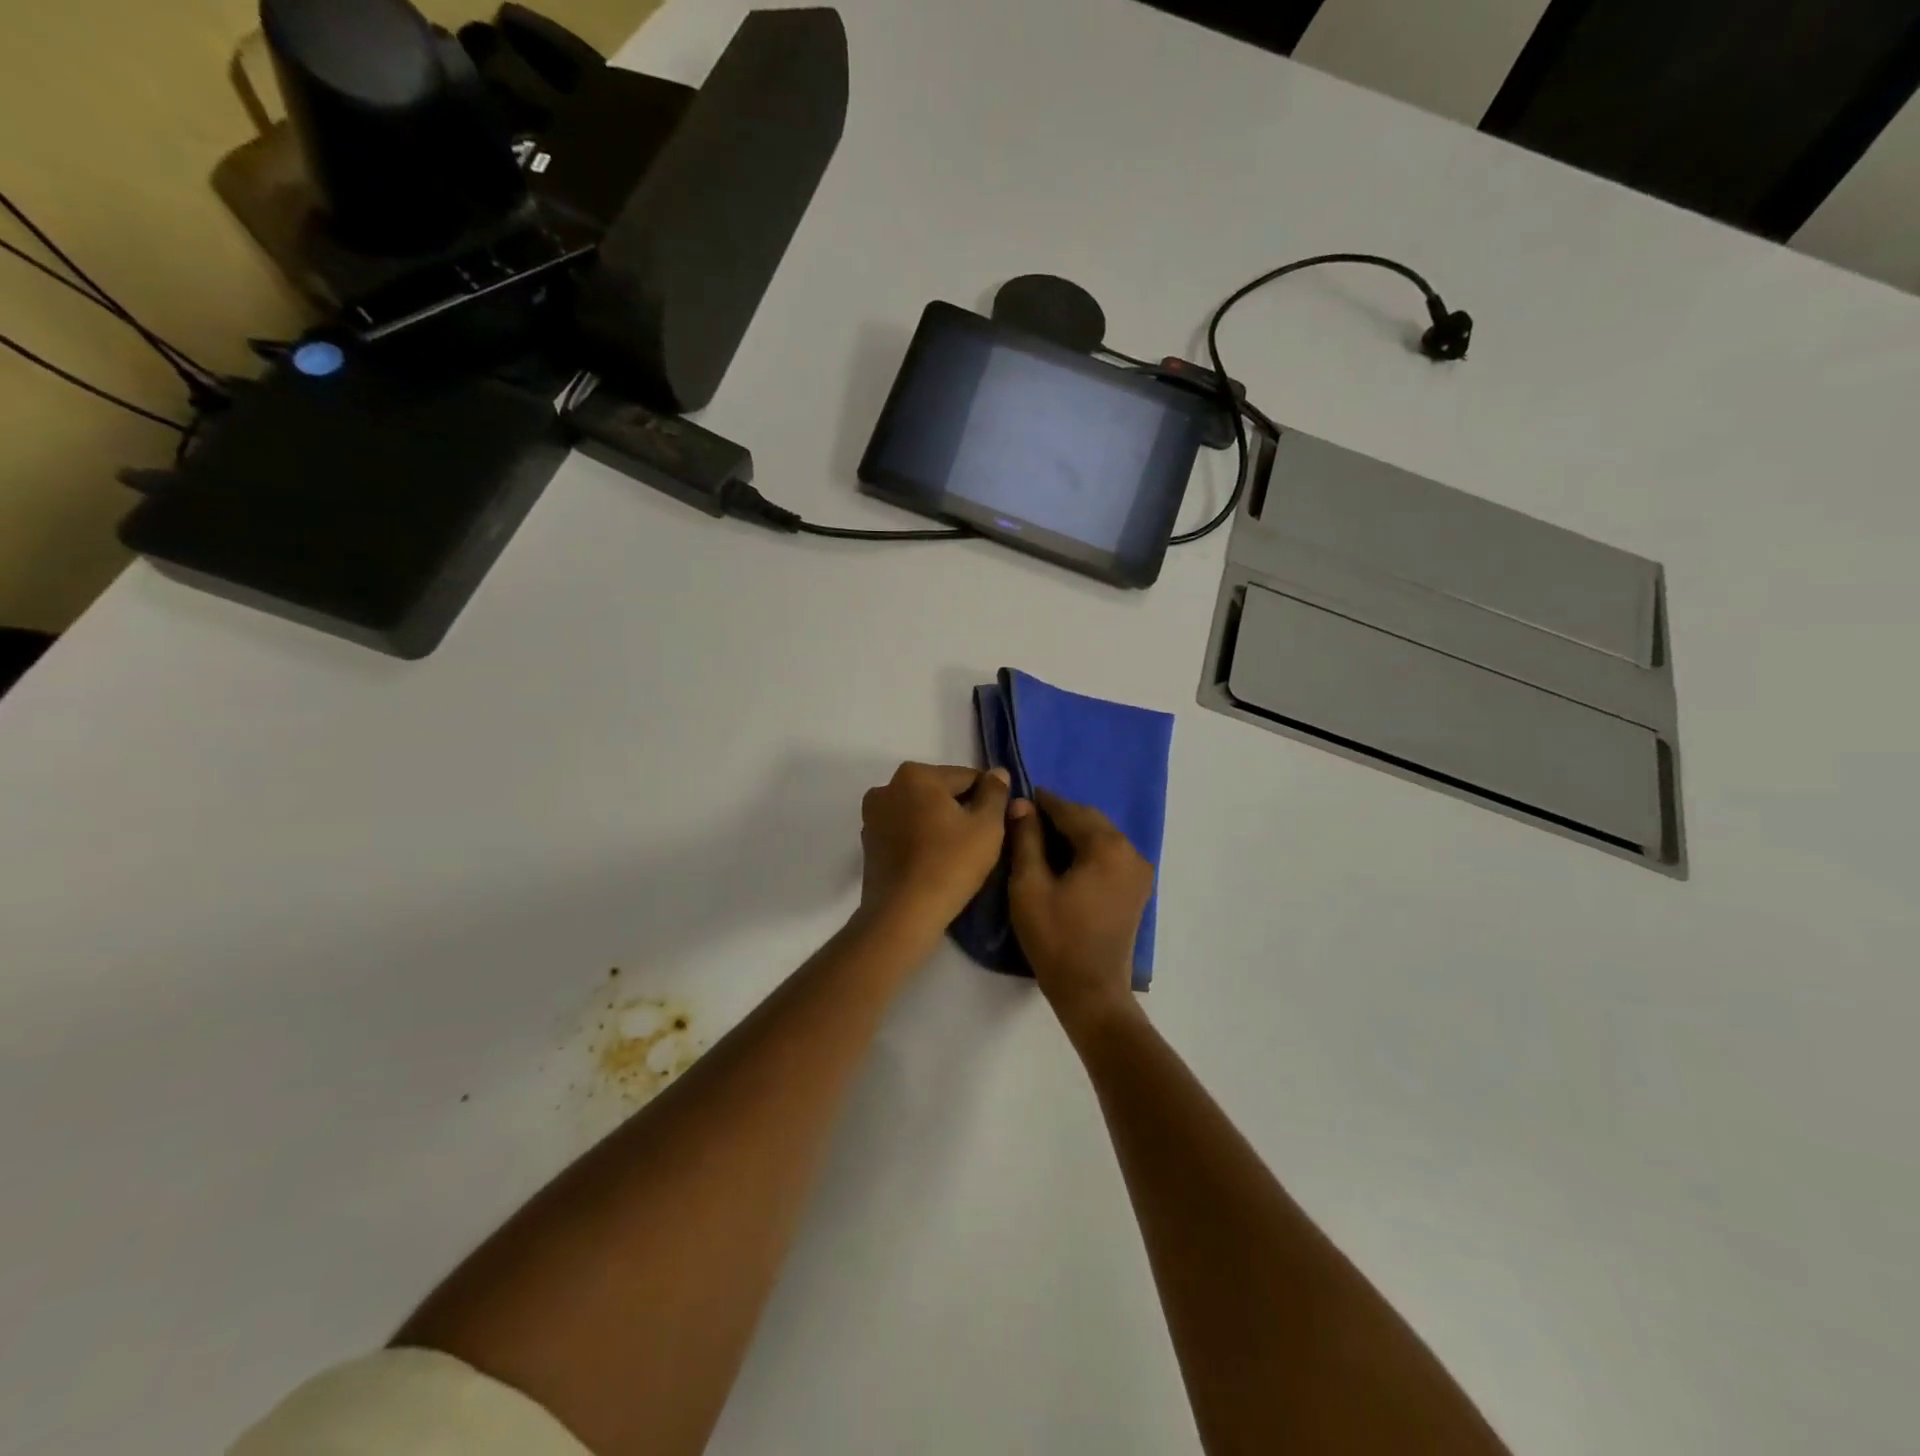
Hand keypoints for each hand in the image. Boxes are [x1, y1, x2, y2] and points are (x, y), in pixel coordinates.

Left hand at [859, 762, 1011, 932]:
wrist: (903, 914)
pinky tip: (935, 861)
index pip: (967, 776)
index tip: (998, 822)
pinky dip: (920, 838)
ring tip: (958, 853)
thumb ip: (995, 793)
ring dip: (939, 823)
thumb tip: (997, 773)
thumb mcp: (987, 826)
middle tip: (980, 840)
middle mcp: (887, 787)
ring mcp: (873, 816)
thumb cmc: (950, 864)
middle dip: (960, 808)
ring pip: (920, 811)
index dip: (988, 798)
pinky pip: (904, 831)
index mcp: (916, 774)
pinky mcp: (868, 843)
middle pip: (940, 791)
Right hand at [1008, 790, 1154, 1030]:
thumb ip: (1026, 839)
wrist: (1091, 991)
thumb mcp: (1030, 885)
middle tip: (1027, 819)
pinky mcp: (1137, 890)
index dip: (1043, 802)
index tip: (1020, 797)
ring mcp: (1138, 872)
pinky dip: (1088, 851)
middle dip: (1060, 816)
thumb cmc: (1055, 937)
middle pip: (1090, 821)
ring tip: (1041, 840)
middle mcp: (1130, 851)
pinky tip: (1064, 861)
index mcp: (1107, 846)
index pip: (1070, 811)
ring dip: (1074, 833)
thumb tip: (1021, 804)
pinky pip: (1110, 856)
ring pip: (1102, 837)